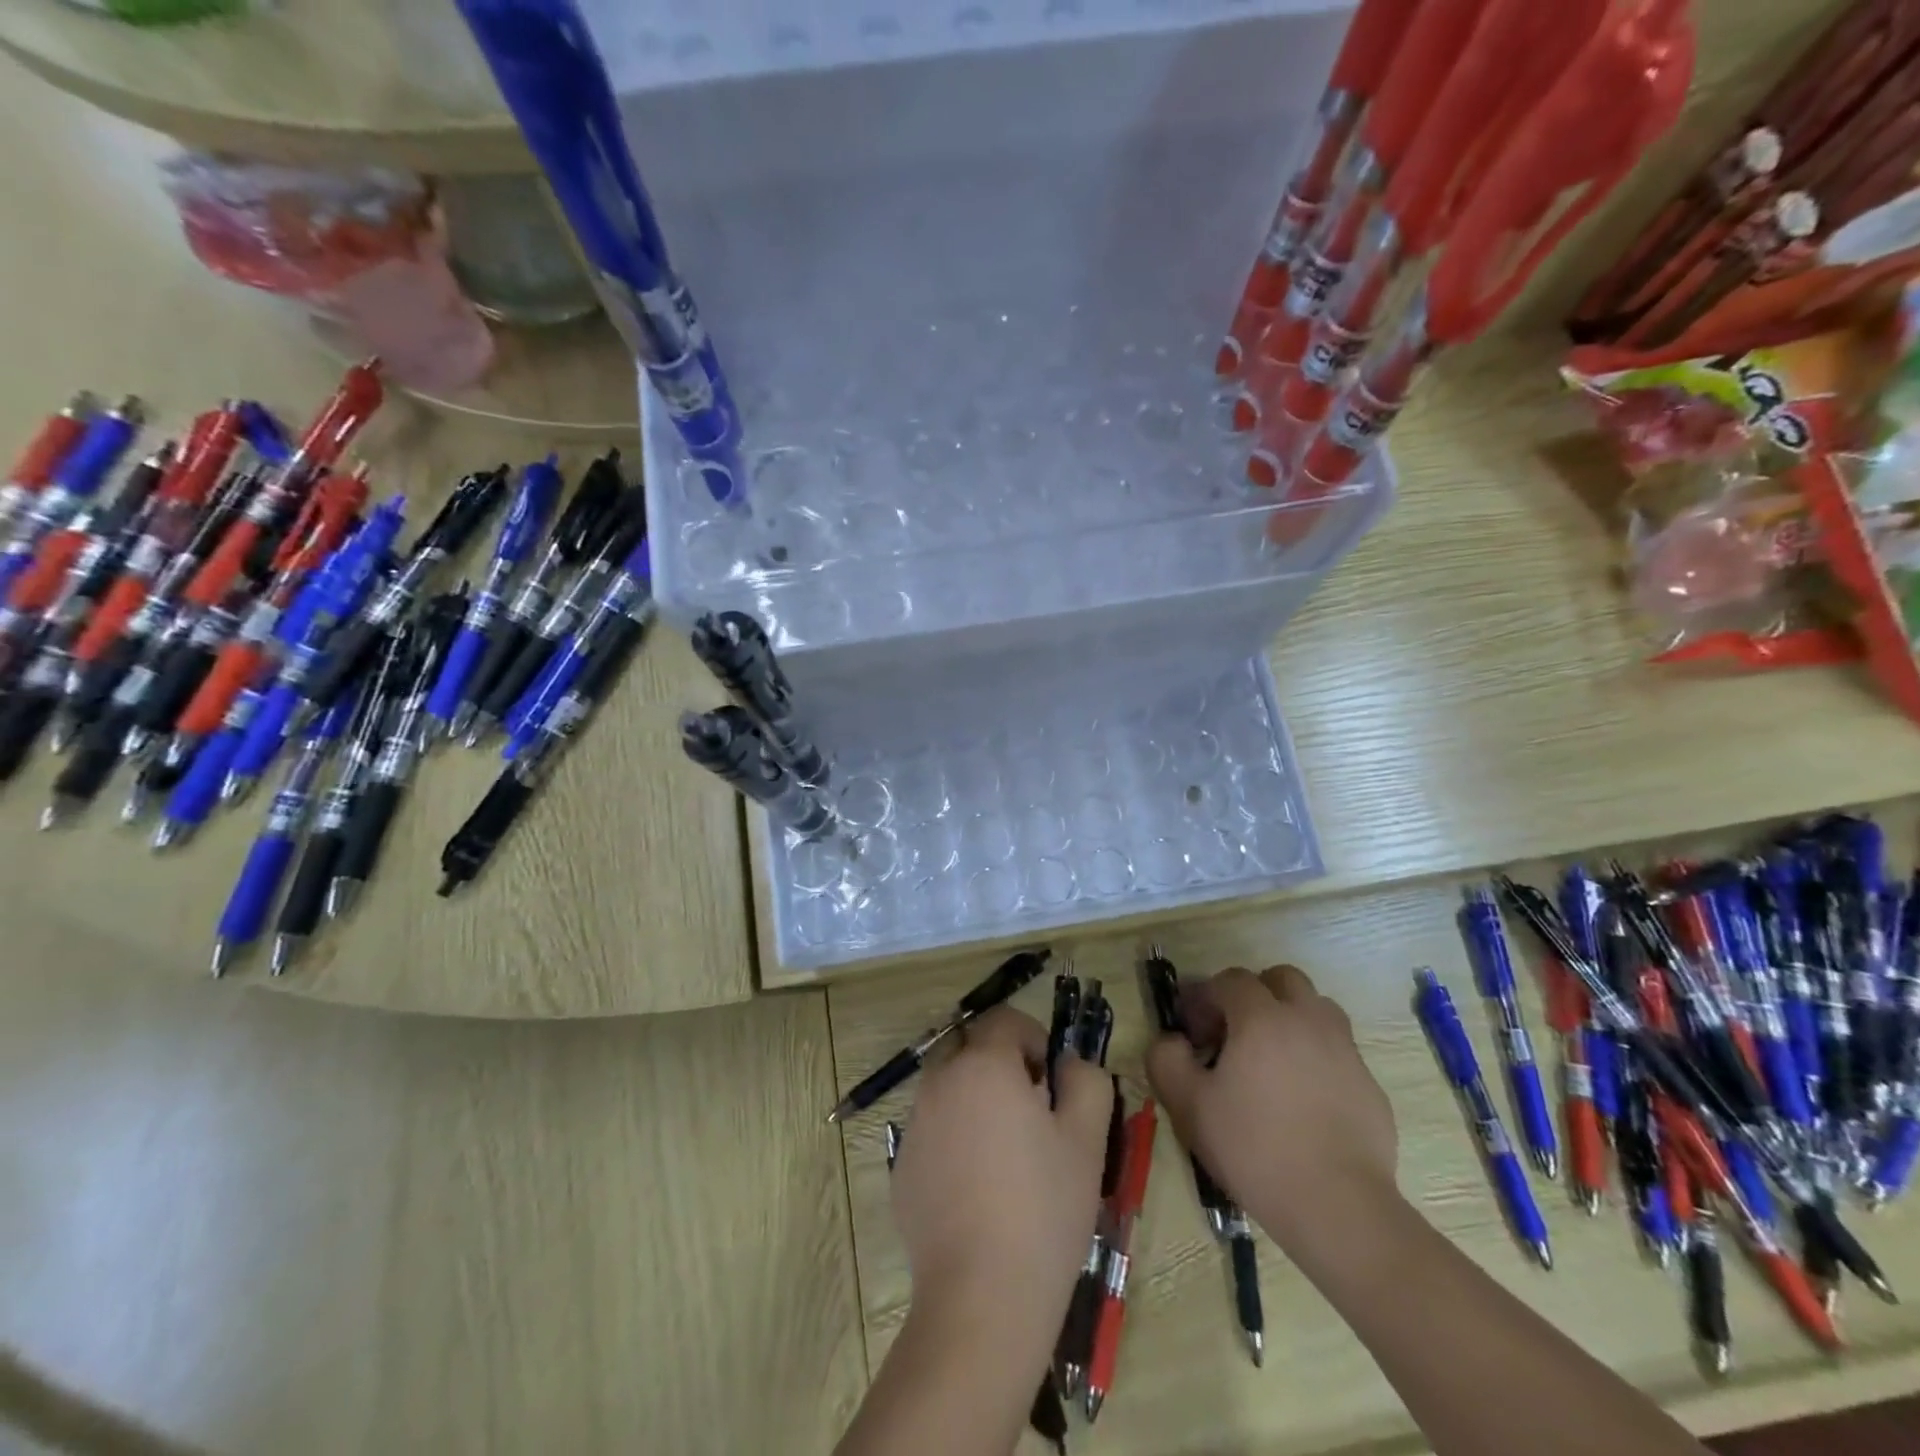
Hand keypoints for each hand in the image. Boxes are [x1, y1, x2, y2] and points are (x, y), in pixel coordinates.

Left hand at [892, 1007, 1112, 1366]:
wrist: (982, 1296)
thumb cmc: (1043, 1208)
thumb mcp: (1087, 1140)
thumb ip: (1086, 1081)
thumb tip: (1068, 1064)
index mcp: (984, 1065)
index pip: (1004, 1019)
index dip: (1032, 1038)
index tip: (1050, 1079)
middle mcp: (940, 1082)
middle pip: (968, 1047)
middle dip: (998, 1062)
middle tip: (1029, 1108)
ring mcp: (915, 1124)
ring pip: (947, 1087)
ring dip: (974, 1098)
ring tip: (1005, 1152)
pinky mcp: (902, 1166)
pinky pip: (932, 1130)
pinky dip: (954, 1137)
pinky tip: (977, 1189)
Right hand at [1146, 965, 1397, 1255]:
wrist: (1338, 1207)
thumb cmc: (1254, 1148)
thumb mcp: (1188, 1105)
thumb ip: (1167, 1059)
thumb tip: (1172, 1041)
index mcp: (1262, 1017)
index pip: (1230, 980)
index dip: (1205, 996)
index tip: (1193, 1030)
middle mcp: (1308, 1020)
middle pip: (1282, 979)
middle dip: (1254, 994)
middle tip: (1235, 1032)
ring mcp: (1345, 1051)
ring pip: (1317, 1009)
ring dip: (1291, 1018)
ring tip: (1272, 1059)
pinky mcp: (1370, 1086)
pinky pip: (1338, 1052)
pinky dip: (1317, 1058)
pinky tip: (1303, 1100)